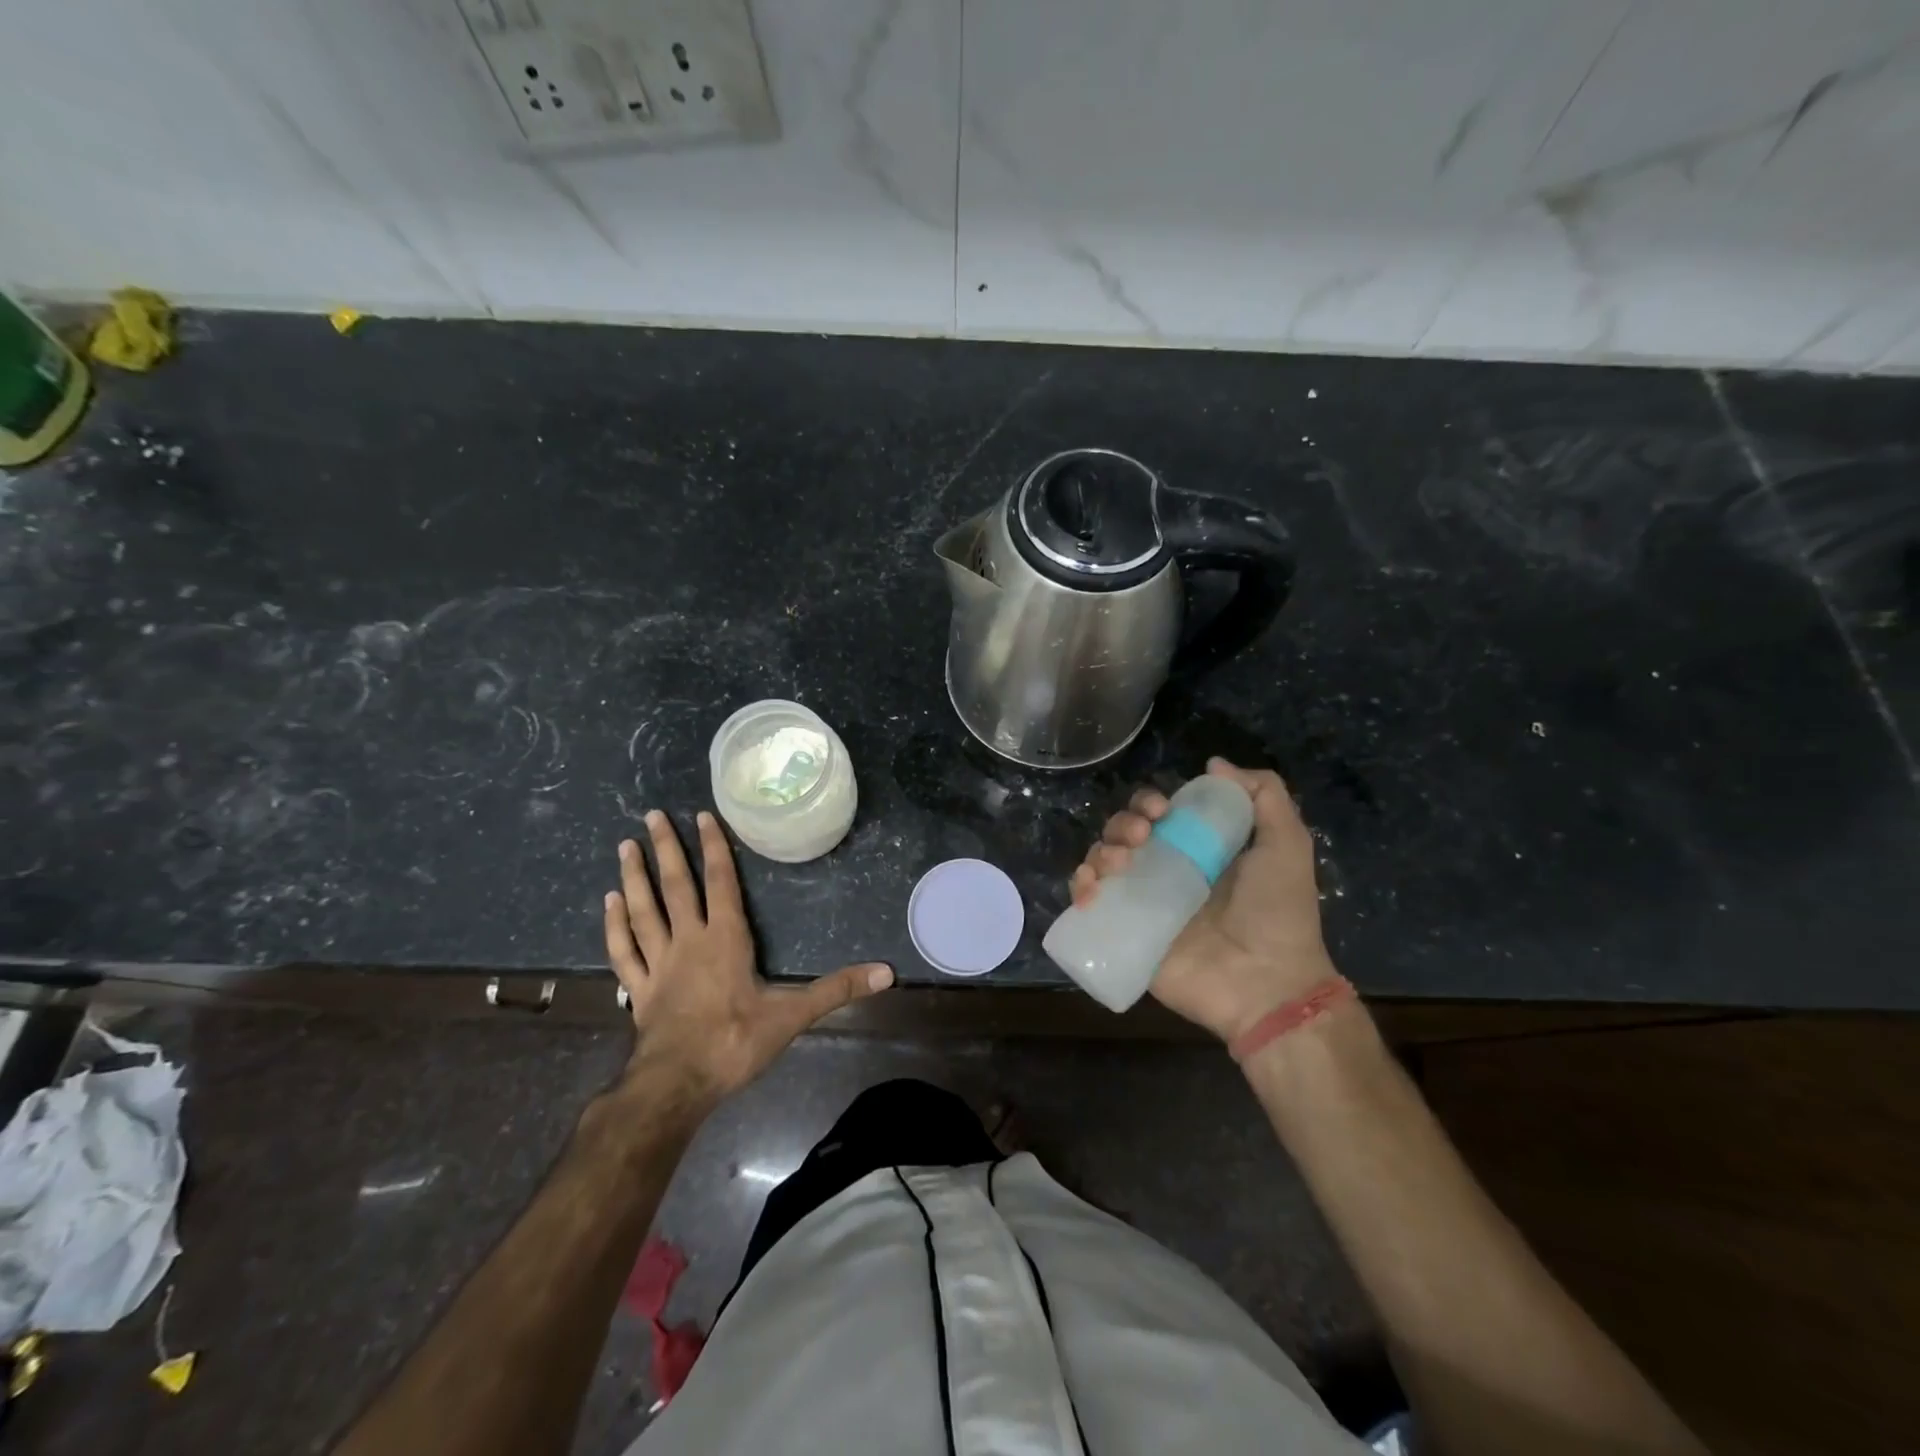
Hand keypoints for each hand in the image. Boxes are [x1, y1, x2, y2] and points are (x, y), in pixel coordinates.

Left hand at [604, 809, 893, 1105]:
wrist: (677, 1085)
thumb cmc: (734, 1043)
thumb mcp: (792, 1015)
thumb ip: (837, 989)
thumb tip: (887, 973)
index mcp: (725, 939)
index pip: (720, 882)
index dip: (712, 848)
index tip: (701, 817)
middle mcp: (688, 941)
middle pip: (675, 886)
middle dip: (666, 849)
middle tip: (652, 814)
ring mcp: (658, 964)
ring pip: (643, 910)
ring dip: (635, 877)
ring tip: (625, 845)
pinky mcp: (639, 989)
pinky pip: (624, 949)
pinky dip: (614, 924)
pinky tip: (608, 902)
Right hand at [1070, 757, 1334, 1041]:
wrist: (1266, 982)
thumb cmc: (1277, 911)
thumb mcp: (1286, 843)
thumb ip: (1264, 795)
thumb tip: (1214, 764)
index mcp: (1196, 848)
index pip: (1156, 812)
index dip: (1148, 802)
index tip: (1160, 809)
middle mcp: (1164, 870)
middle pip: (1123, 832)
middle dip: (1122, 824)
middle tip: (1141, 839)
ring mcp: (1141, 902)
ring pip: (1101, 861)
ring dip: (1100, 851)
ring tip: (1119, 864)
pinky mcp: (1124, 933)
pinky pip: (1089, 903)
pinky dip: (1079, 888)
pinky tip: (1090, 890)